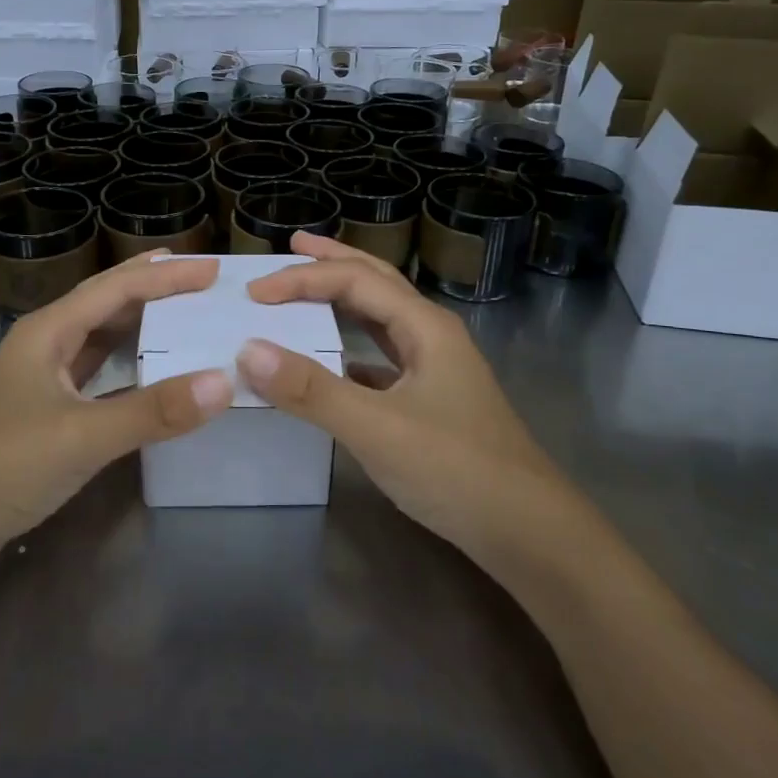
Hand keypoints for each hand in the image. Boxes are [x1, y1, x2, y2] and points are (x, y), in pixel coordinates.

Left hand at [0, 252, 234, 588]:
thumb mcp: (81, 435)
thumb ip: (152, 411)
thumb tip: (224, 381)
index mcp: (47, 331)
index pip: (117, 288)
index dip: (166, 276)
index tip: (213, 270)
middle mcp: (43, 346)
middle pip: (105, 304)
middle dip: (152, 288)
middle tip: (200, 281)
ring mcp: (39, 383)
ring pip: (97, 340)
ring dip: (138, 326)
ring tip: (181, 317)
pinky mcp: (40, 418)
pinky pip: (93, 378)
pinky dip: (125, 370)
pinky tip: (147, 377)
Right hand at [239, 233, 573, 574]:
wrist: (529, 533)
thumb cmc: (456, 469)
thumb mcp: (376, 428)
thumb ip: (311, 390)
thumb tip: (247, 350)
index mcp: (424, 326)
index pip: (354, 280)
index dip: (302, 279)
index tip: (256, 292)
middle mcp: (432, 335)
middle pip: (376, 281)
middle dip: (333, 261)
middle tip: (292, 244)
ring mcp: (435, 369)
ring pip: (381, 317)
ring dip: (343, 298)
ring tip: (308, 288)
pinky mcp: (431, 401)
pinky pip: (383, 356)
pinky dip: (351, 345)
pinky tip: (334, 359)